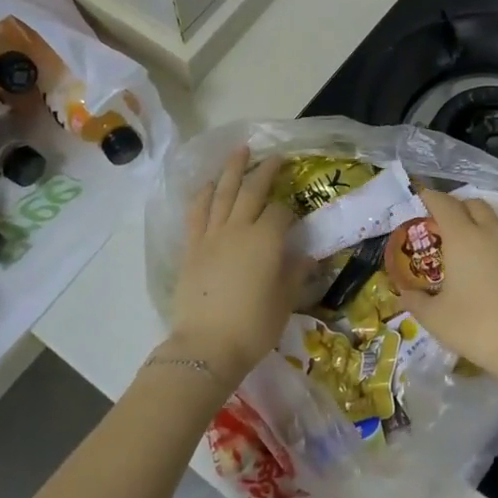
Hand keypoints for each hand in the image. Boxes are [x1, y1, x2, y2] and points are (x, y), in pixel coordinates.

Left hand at [160, 147, 304, 388]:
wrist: (206, 346)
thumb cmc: (253, 327)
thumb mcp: (285, 301)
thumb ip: (295, 274)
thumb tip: (305, 257)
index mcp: (267, 240)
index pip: (281, 212)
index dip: (289, 211)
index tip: (294, 218)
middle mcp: (239, 228)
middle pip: (252, 191)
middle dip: (265, 171)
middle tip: (274, 156)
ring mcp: (212, 235)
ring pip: (222, 193)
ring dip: (232, 170)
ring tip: (239, 151)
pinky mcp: (191, 247)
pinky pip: (197, 212)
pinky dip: (202, 194)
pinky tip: (207, 184)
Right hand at [400, 188, 497, 387]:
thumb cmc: (477, 328)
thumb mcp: (435, 319)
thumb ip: (415, 301)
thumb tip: (403, 294)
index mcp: (463, 238)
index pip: (443, 203)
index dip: (430, 197)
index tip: (421, 200)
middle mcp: (491, 232)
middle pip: (474, 204)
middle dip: (458, 206)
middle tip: (445, 224)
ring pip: (497, 221)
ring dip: (482, 224)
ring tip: (472, 247)